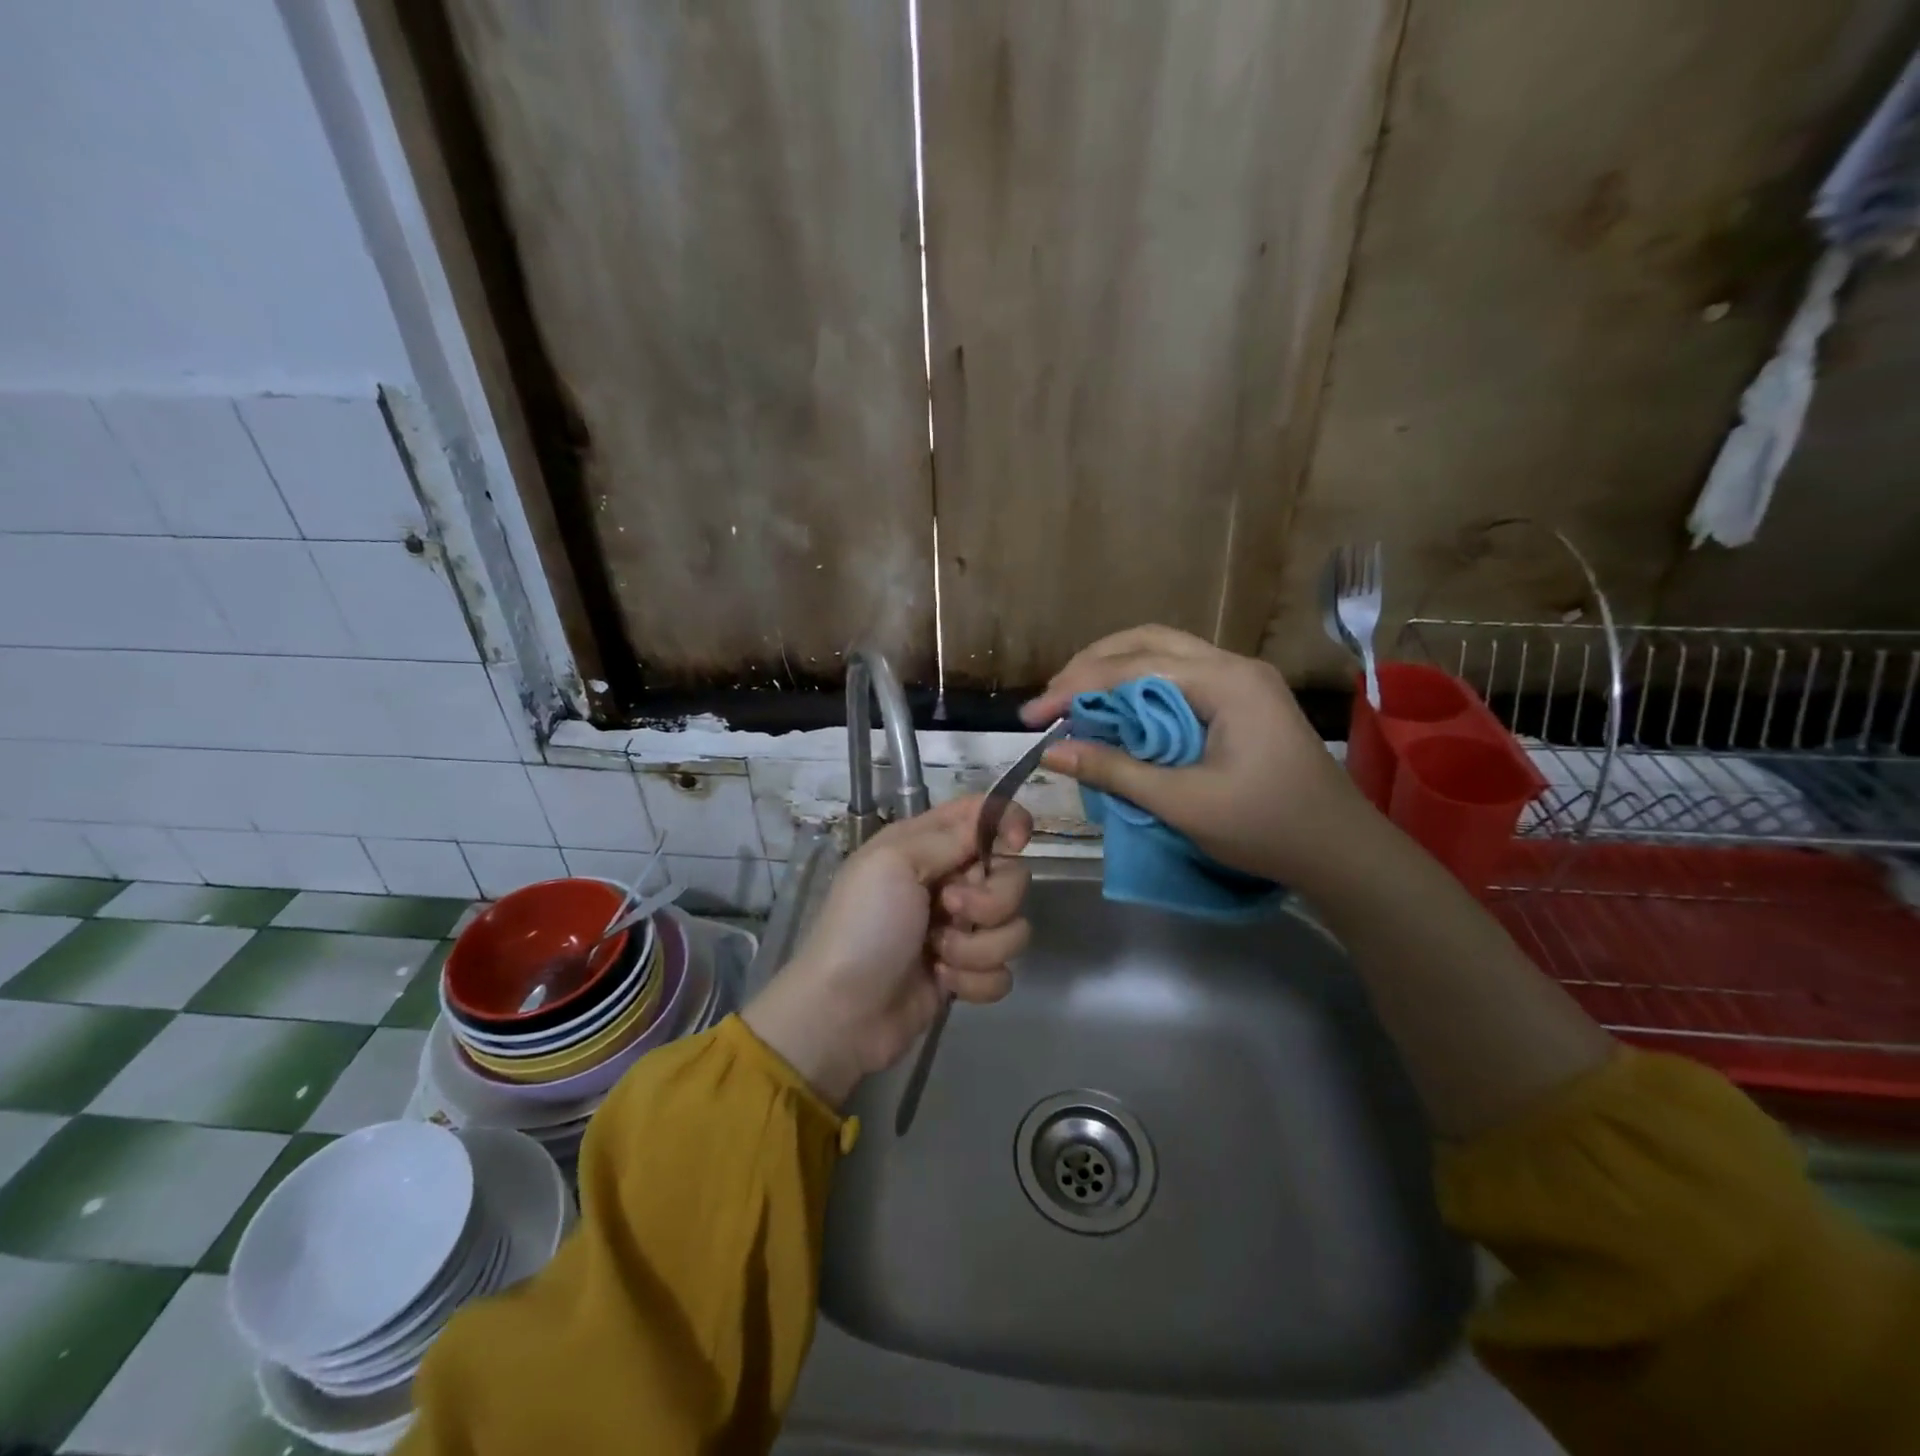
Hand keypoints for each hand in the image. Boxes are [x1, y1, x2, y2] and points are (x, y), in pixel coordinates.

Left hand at [742, 795, 1032, 1105]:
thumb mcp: (894, 862)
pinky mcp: (966, 972)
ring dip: (978, 945)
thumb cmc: (864, 926)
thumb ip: (949, 836)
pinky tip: (941, 982)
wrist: (843, 1012)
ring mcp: (959, 929)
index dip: (1008, 821)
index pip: (982, 815)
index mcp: (927, 845)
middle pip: (1011, 874)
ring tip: (938, 954)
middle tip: (950, 908)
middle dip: (991, 898)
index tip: (1017, 843)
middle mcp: (949, 881)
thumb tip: (994, 822)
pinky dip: (974, 980)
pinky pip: (1002, 971)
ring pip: (1012, 927)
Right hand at [1021, 624, 1369, 889]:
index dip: (1076, 688)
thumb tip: (1052, 751)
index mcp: (1226, 682)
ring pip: (1162, 653)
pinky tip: (1116, 708)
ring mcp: (1240, 679)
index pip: (1133, 668)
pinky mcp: (1240, 698)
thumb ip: (1115, 772)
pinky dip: (1137, 686)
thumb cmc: (1267, 828)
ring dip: (1113, 669)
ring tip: (1073, 699)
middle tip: (1051, 700)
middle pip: (1146, 642)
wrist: (1342, 851)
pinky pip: (1177, 675)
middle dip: (1091, 666)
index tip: (1033, 717)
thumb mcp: (1184, 803)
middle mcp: (1233, 665)